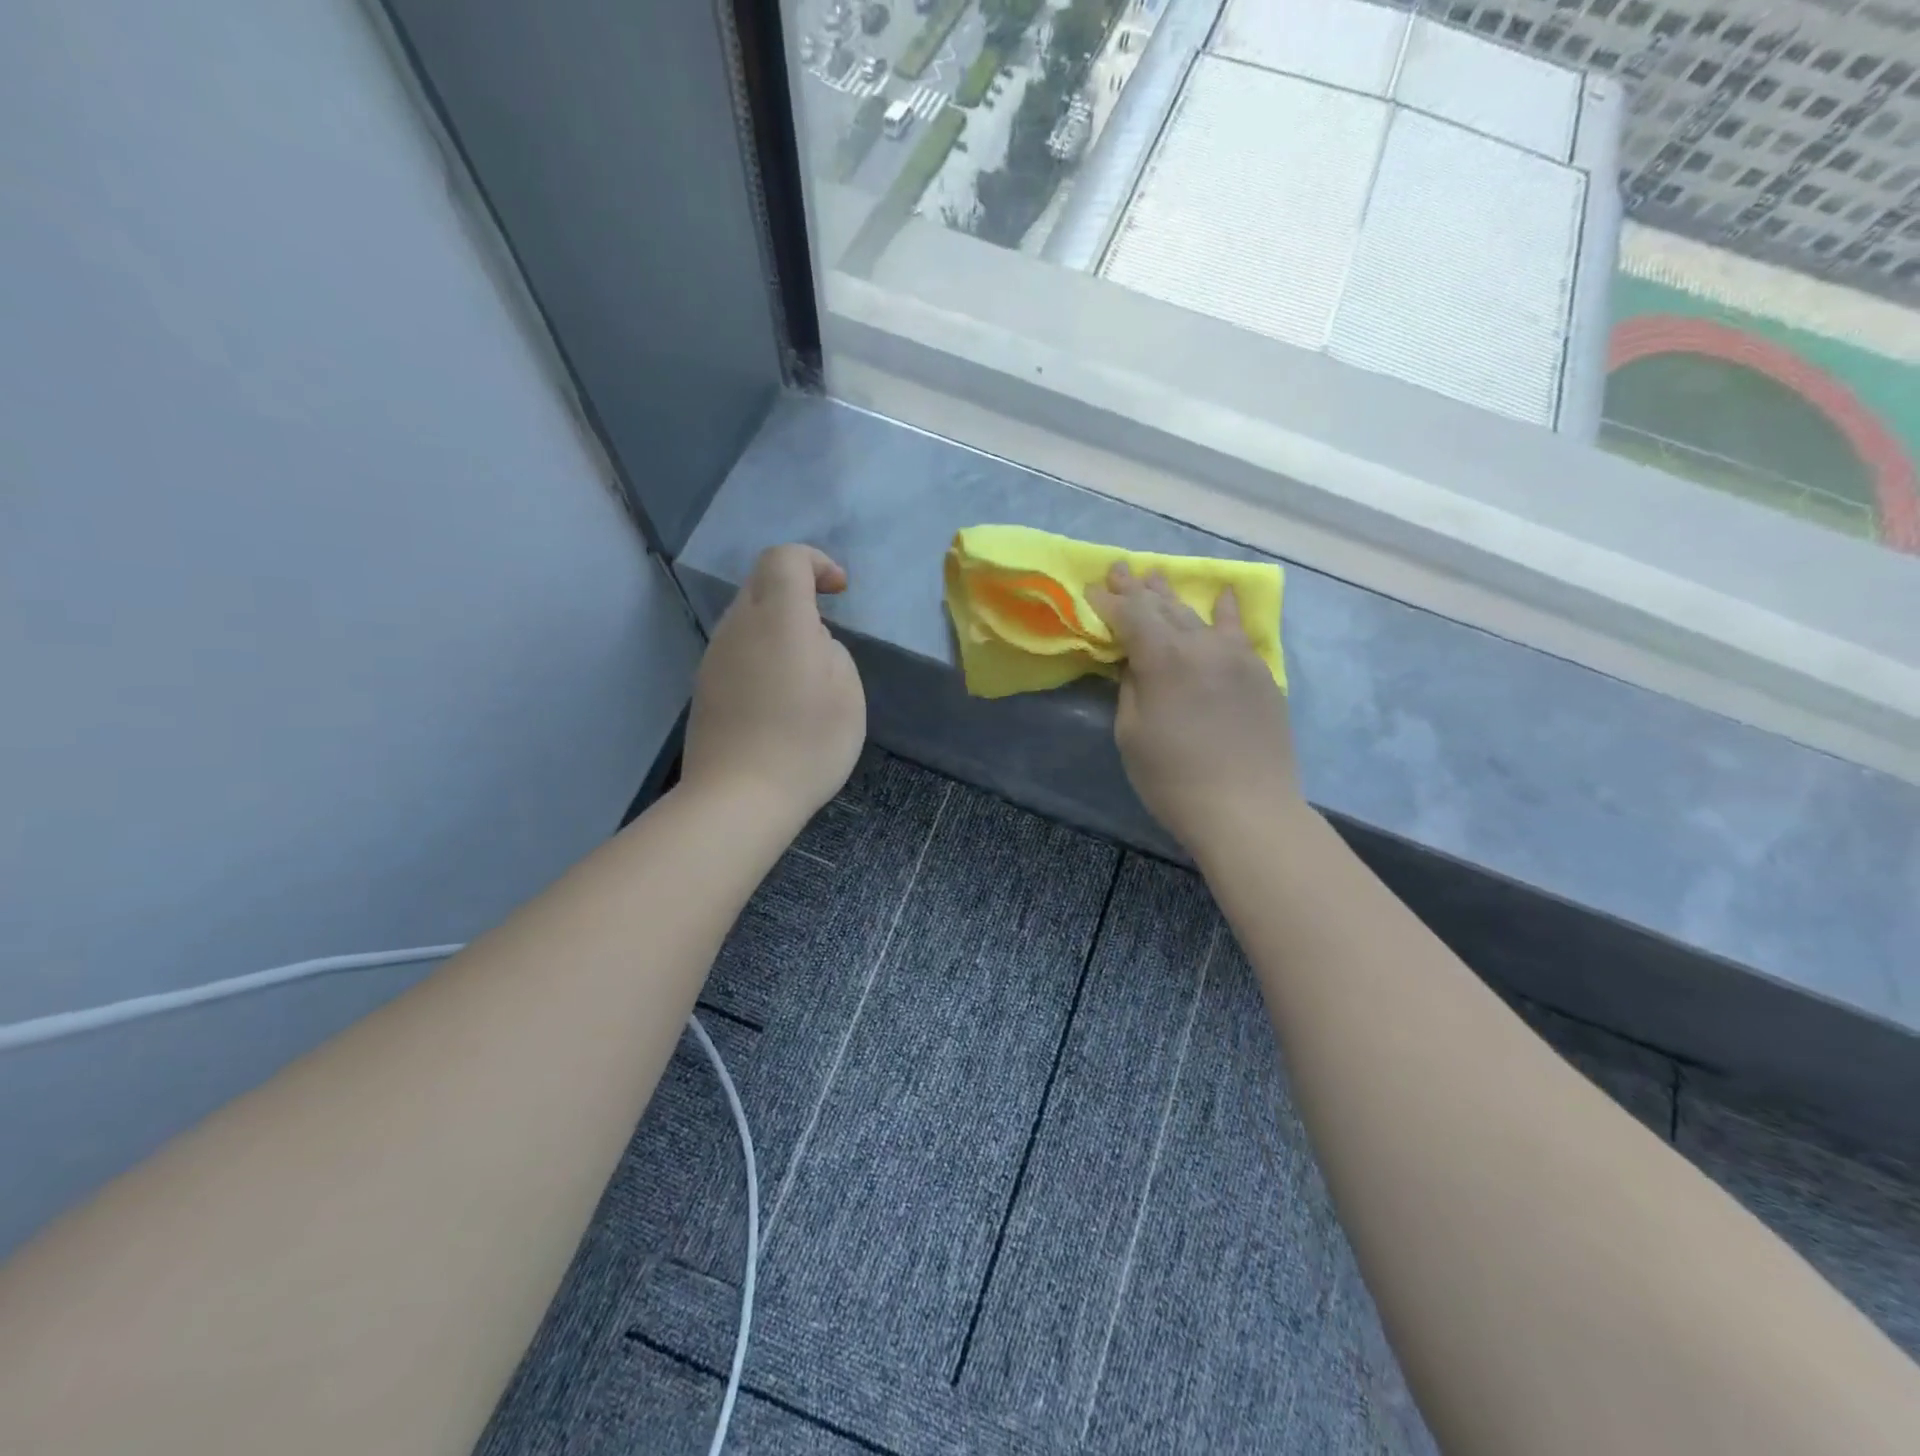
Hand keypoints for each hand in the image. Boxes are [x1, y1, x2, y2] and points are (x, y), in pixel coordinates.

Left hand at [681, 545, 866, 822]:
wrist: (739, 798)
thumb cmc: (806, 743)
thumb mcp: (847, 692)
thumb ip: (831, 651)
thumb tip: (810, 644)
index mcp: (779, 618)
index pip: (785, 559)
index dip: (815, 562)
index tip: (840, 591)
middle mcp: (738, 627)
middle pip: (761, 582)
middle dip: (797, 591)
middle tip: (825, 629)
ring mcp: (715, 657)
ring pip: (747, 618)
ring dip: (779, 626)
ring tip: (806, 671)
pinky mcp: (705, 687)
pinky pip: (738, 650)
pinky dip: (763, 654)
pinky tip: (779, 697)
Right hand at [1086, 563, 1302, 856]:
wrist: (1247, 808)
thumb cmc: (1173, 778)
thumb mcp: (1131, 733)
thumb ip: (1131, 687)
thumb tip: (1136, 662)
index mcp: (1163, 658)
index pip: (1130, 615)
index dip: (1108, 601)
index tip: (1091, 588)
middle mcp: (1201, 645)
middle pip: (1164, 607)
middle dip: (1138, 588)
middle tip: (1120, 569)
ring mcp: (1236, 656)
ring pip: (1198, 615)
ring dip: (1173, 596)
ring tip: (1156, 576)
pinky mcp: (1260, 673)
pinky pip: (1237, 632)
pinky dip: (1225, 611)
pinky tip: (1223, 595)